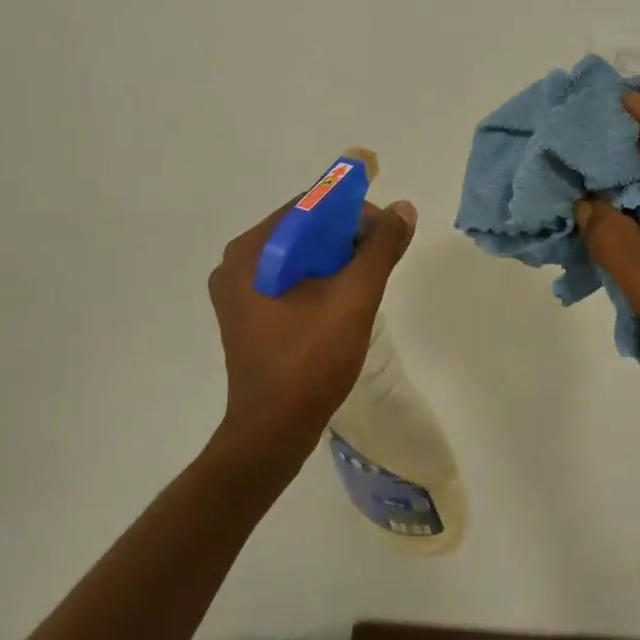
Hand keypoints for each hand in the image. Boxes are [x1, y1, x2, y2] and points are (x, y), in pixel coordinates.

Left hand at [208, 198, 417, 459]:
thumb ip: (380, 248)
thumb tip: (403, 208)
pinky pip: (290, 280)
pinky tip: (346, 298)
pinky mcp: (250, 316)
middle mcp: (237, 264)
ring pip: (299, 256)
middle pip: (303, 230)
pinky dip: (321, 279)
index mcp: (251, 251)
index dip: (351, 209)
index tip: (385, 230)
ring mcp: (240, 292)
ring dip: (337, 259)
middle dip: (346, 236)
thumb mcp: (354, 297)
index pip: (308, 206)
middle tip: (382, 257)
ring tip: (369, 278)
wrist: (274, 432)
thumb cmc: (310, 360)